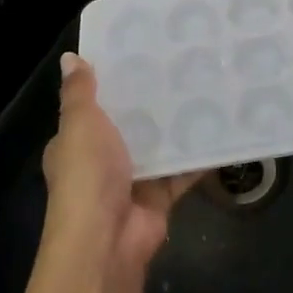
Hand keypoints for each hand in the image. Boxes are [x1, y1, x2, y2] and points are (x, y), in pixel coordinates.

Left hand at [11, 55, 200, 292]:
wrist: (106, 241)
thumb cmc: (87, 176)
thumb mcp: (80, 124)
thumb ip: (79, 92)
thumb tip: (70, 57)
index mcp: (76, 142)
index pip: (93, 105)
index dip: (112, 82)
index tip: (140, 52)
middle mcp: (102, 160)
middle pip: (130, 123)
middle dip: (152, 100)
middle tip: (183, 63)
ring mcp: (132, 179)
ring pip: (159, 144)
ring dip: (178, 124)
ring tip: (208, 86)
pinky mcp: (159, 196)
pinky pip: (183, 169)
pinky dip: (200, 154)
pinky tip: (223, 127)